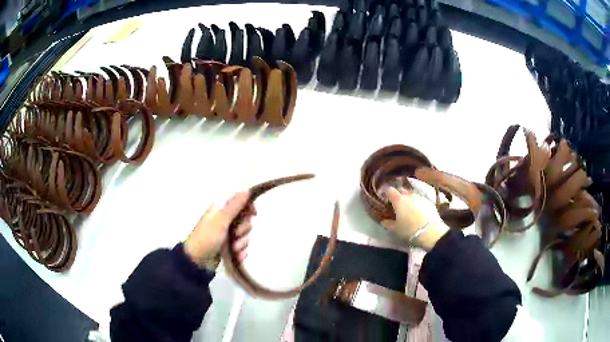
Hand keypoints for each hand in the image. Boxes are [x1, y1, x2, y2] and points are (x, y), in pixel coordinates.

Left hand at [184, 191, 254, 267]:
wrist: (198, 261)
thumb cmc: (207, 236)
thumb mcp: (221, 219)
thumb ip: (235, 205)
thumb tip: (247, 191)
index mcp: (221, 208)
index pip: (240, 201)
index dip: (249, 206)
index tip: (253, 214)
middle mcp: (224, 219)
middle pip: (245, 219)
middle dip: (244, 229)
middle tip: (235, 234)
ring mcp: (227, 234)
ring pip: (245, 234)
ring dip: (241, 242)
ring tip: (233, 248)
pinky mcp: (229, 247)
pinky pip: (242, 246)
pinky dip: (240, 251)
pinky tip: (236, 255)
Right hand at [381, 187, 448, 250]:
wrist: (431, 232)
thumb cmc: (409, 230)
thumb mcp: (395, 229)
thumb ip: (387, 223)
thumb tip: (383, 220)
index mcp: (399, 200)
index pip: (389, 190)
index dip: (386, 193)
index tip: (384, 198)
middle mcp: (409, 195)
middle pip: (401, 190)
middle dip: (398, 195)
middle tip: (396, 204)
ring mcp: (420, 197)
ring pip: (412, 194)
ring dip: (408, 199)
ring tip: (408, 208)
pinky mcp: (429, 202)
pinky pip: (420, 199)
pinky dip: (417, 203)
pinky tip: (418, 211)